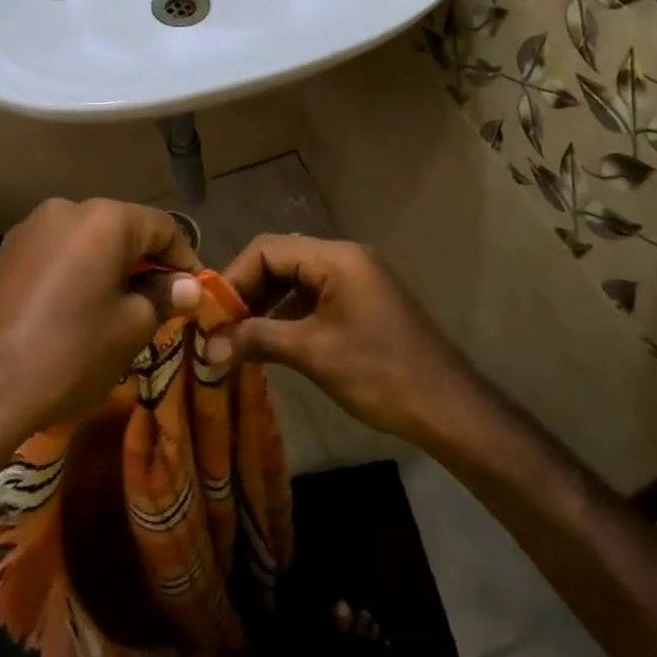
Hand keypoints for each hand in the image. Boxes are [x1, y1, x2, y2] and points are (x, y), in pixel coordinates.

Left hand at [0, 199, 200, 487]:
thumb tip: (188, 287)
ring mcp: (31, 228)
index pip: (162, 227)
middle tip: (164, 301)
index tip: (197, 290)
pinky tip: (82, 306)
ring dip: (112, 266)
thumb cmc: (71, 352)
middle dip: (147, 262)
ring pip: (88, 240)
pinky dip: (80, 271)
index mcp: (104, 219)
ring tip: (124, 306)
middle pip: (123, 228)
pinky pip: (59, 252)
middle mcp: (66, 208)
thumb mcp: (131, 328)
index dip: (185, 258)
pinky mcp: (7, 252)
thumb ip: (164, 297)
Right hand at [210, 235, 477, 444]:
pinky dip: (289, 314)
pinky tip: (271, 342)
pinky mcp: (363, 302)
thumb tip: (208, 345)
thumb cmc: (379, 372)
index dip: (235, 277)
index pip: (268, 249)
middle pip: (281, 260)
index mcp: (335, 258)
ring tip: (240, 336)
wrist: (448, 407)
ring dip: (266, 304)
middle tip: (221, 325)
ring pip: (296, 279)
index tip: (212, 312)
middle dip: (248, 290)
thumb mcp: (312, 353)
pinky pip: (315, 296)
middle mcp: (345, 258)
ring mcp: (357, 279)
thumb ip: (257, 339)